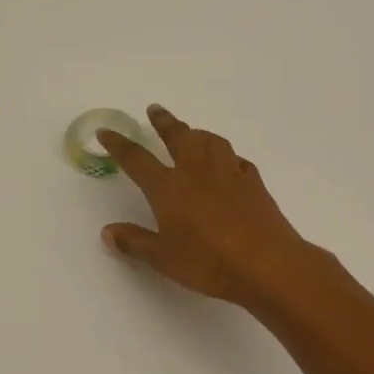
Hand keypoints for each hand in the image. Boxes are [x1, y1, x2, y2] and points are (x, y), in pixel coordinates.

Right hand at [98, 105, 317, 310]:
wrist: (266, 264)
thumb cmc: (208, 263)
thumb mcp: (163, 259)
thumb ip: (135, 242)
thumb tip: (108, 232)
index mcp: (169, 188)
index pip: (137, 160)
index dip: (119, 144)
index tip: (107, 131)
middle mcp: (197, 172)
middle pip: (178, 137)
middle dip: (164, 122)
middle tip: (155, 110)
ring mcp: (229, 175)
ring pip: (212, 142)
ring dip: (198, 132)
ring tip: (193, 132)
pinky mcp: (254, 184)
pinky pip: (238, 161)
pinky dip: (229, 157)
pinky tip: (229, 164)